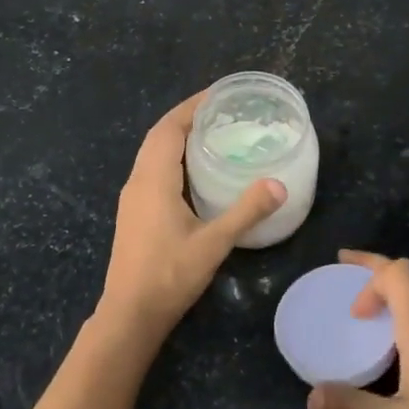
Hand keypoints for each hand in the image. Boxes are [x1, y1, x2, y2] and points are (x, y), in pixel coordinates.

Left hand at [99, 92, 286, 341]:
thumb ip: (246, 212)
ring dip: (177, 138)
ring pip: (152, 153)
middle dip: (186, 118)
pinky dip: (172, 158)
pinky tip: (195, 172)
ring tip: (212, 134)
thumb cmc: (169, 275)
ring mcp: (132, 198)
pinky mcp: (133, 213)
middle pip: (159, 136)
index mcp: (153, 179)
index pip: (169, 128)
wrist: (130, 314)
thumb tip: (278, 185)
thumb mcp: (213, 243)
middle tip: (221, 112)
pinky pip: (152, 170)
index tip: (218, 94)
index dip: (191, 107)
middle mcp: (138, 181)